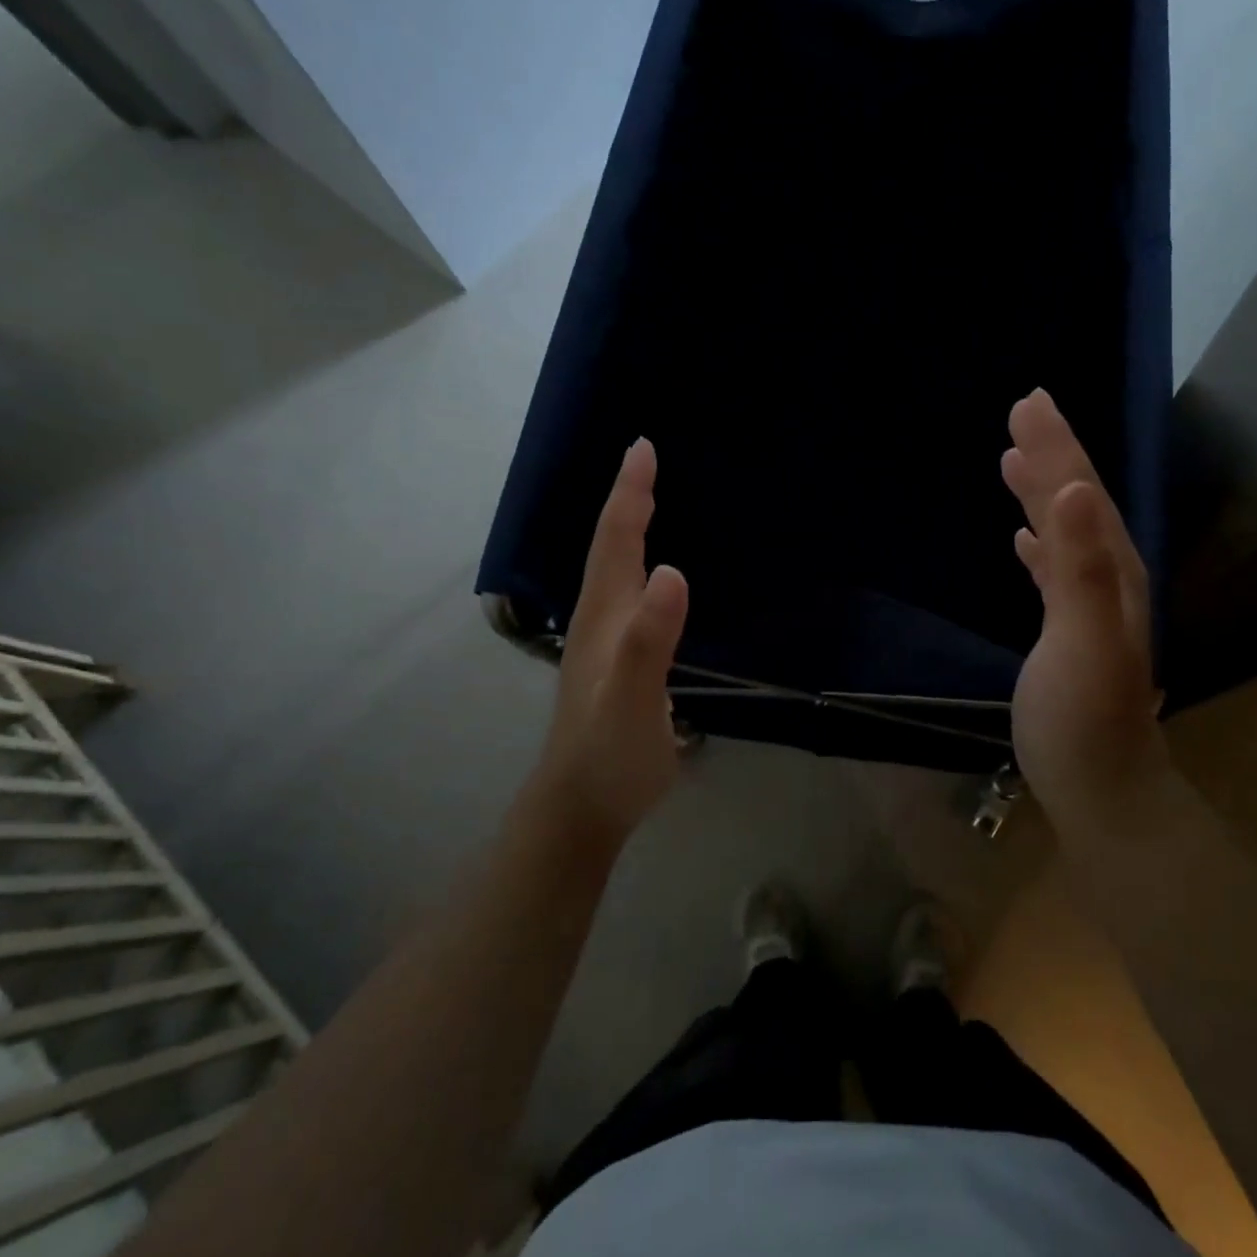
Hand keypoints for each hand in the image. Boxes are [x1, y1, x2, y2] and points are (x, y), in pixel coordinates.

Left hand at [535, 438, 689, 841]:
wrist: (581, 808)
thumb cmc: (609, 753)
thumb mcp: (633, 697)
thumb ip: (650, 638)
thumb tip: (674, 570)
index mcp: (605, 617)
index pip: (617, 541)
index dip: (629, 494)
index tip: (642, 448)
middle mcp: (601, 620)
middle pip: (612, 548)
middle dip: (627, 500)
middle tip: (645, 460)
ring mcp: (607, 643)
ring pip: (616, 571)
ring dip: (629, 530)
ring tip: (648, 502)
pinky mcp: (618, 663)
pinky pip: (631, 597)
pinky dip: (640, 567)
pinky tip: (653, 578)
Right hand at [1002, 389, 1168, 837]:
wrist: (1103, 789)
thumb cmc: (1083, 720)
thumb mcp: (1080, 641)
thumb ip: (1080, 568)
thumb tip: (1075, 490)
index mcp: (1111, 572)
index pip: (1080, 494)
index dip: (1056, 448)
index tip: (1028, 404)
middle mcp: (1108, 579)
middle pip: (1077, 503)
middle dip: (1052, 455)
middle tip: (1022, 412)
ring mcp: (1091, 607)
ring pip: (1066, 531)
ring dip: (1044, 493)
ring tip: (1016, 460)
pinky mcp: (1069, 631)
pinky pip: (1055, 569)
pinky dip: (1040, 543)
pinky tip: (1023, 540)